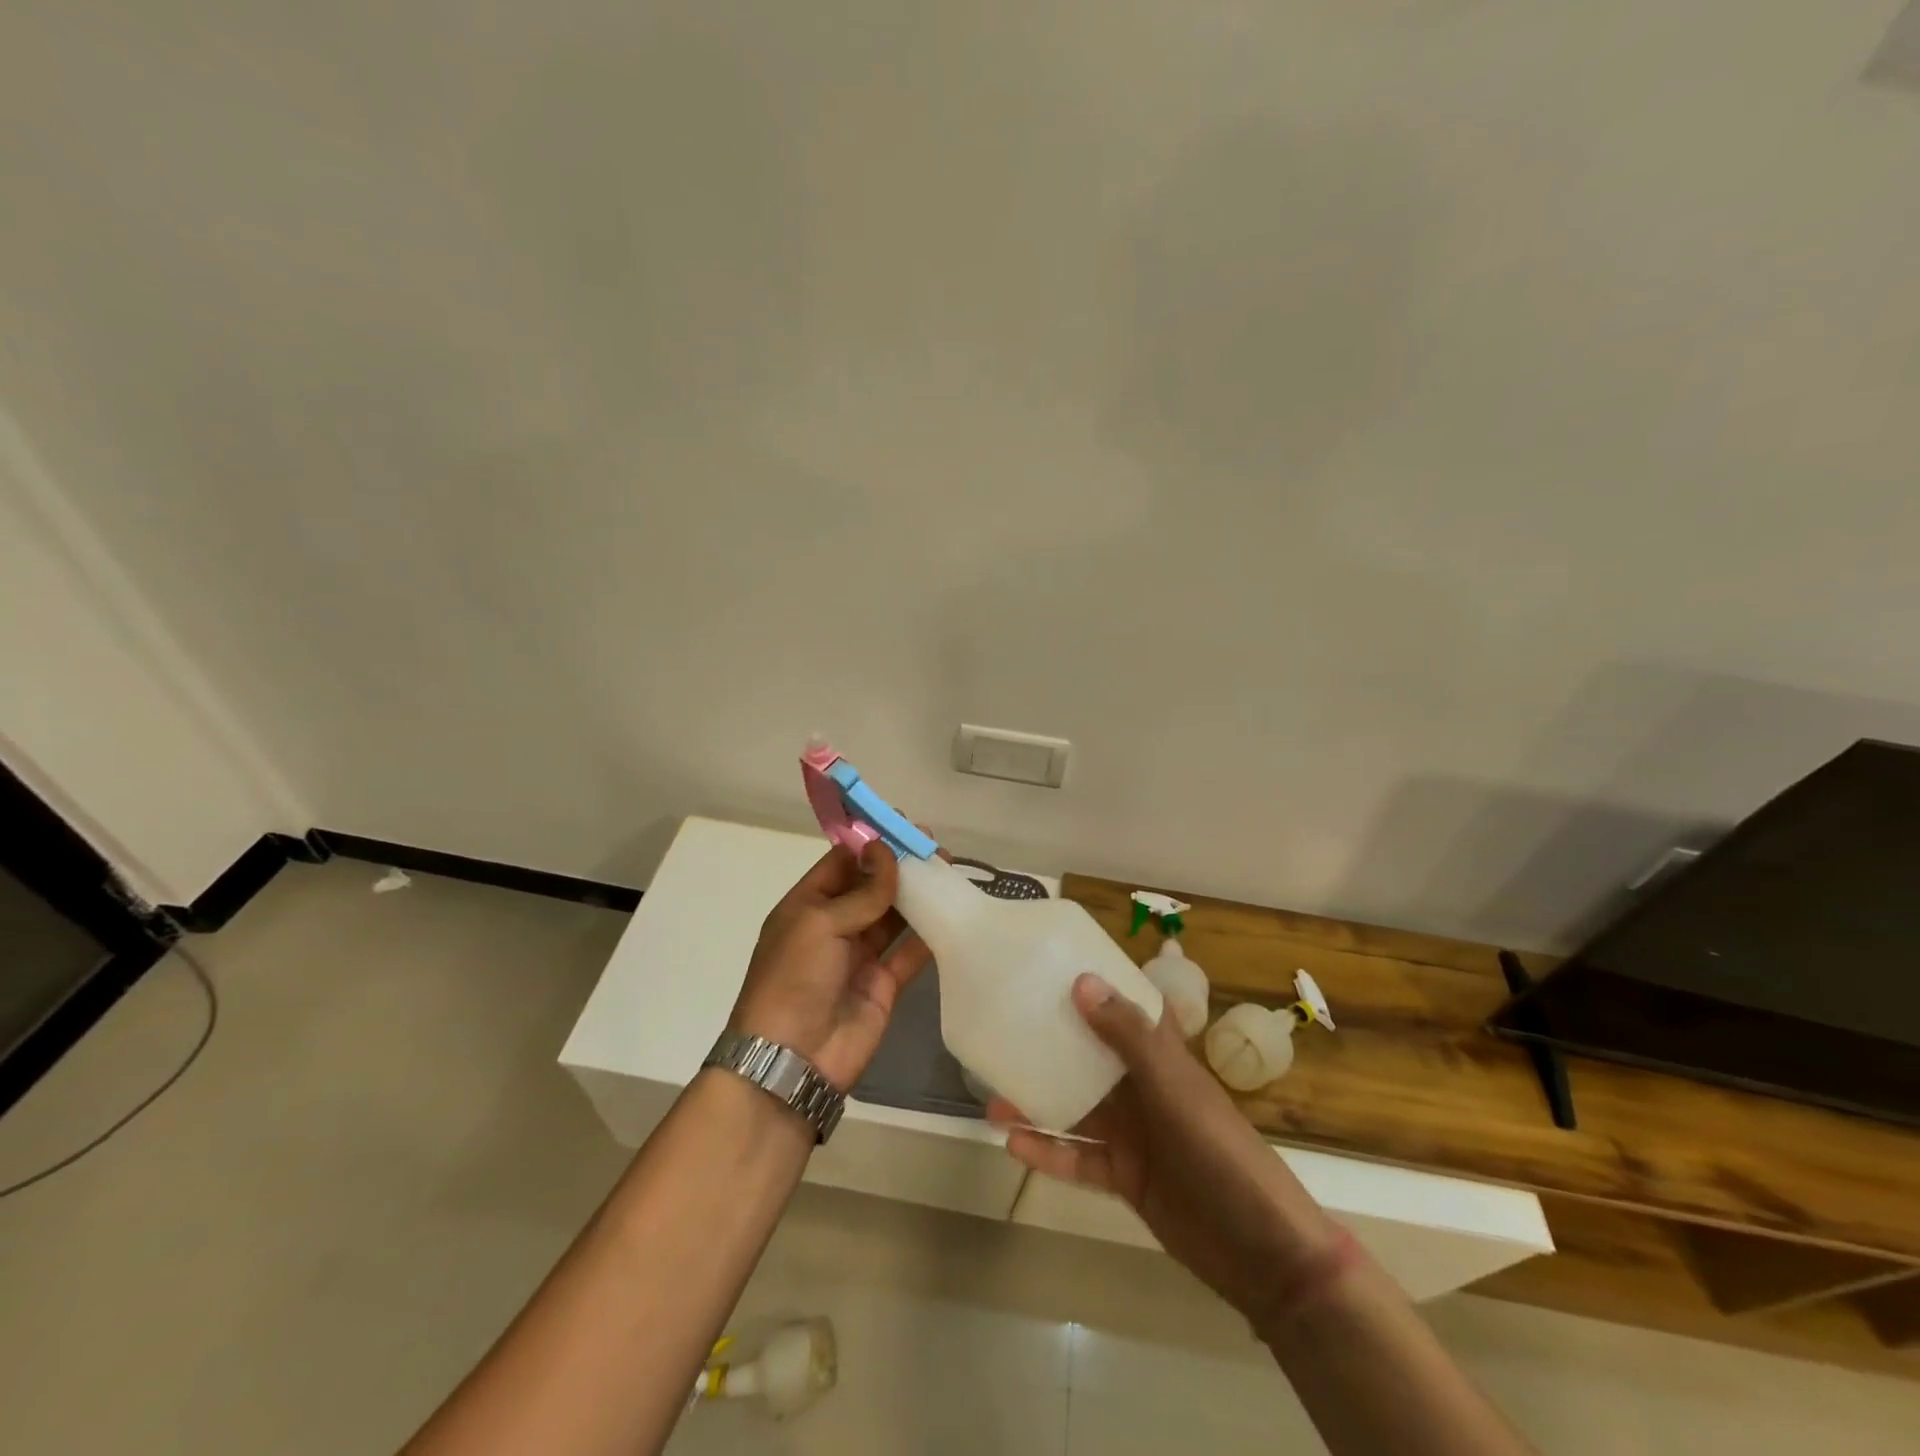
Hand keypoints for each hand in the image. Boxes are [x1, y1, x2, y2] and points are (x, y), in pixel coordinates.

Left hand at [728, 843, 929, 1091]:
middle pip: (871, 887)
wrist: (792, 1059)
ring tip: (948, 871)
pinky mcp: (884, 984)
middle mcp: (833, 926)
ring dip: (917, 895)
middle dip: (899, 866)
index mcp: (807, 906)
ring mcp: (859, 956)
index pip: (841, 863)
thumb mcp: (820, 924)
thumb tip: (886, 850)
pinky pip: (909, 953)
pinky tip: (951, 913)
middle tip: (933, 846)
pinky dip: (929, 935)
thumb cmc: (794, 978)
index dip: (870, 844)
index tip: (902, 824)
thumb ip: (861, 891)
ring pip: (893, 917)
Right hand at [991, 974, 1351, 1339]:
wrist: (1263, 1252)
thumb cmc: (1221, 1152)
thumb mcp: (1174, 1088)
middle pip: (1090, 1059)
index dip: (1098, 987)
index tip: (1053, 967)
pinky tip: (1013, 1144)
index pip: (1128, 1009)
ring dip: (1038, 1102)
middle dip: (1051, 1046)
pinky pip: (1078, 1158)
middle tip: (1002, 1032)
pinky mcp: (1125, 1178)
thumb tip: (1081, 981)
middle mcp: (1144, 1089)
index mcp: (1162, 1058)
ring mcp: (1134, 1135)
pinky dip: (1048, 1153)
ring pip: (1076, 1109)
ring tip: (991, 1094)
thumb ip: (1128, 1036)